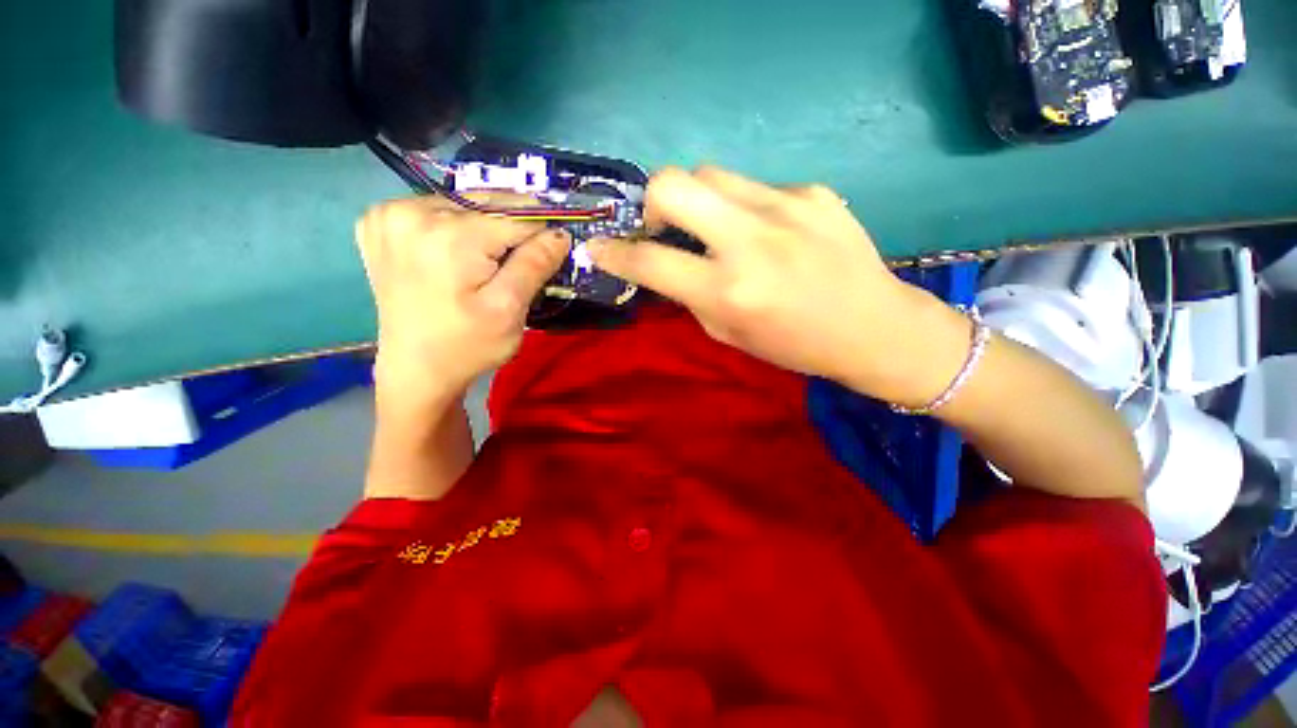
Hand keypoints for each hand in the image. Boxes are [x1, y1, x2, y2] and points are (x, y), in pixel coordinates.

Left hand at [356, 195, 570, 403]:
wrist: (416, 369)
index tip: (550, 257)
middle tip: (515, 265)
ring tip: (485, 264)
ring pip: (463, 205)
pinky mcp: (378, 222)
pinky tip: (453, 254)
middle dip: (511, 230)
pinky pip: (435, 210)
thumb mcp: (510, 309)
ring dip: (483, 228)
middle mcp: (412, 211)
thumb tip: (560, 233)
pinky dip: (454, 227)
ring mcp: (389, 214)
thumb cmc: (468, 345)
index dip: (540, 236)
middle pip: (487, 205)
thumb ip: (535, 265)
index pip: (517, 217)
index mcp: (449, 235)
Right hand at [588, 167, 969, 404]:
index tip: (597, 247)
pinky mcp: (814, 191)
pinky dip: (745, 208)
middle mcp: (751, 241)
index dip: (613, 252)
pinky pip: (756, 187)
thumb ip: (691, 294)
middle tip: (662, 226)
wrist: (874, 327)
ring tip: (716, 227)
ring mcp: (787, 206)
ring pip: (711, 173)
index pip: (649, 261)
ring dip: (699, 200)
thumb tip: (665, 264)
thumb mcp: (729, 333)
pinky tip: (768, 231)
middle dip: (651, 202)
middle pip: (673, 183)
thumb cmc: (795, 345)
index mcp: (729, 290)